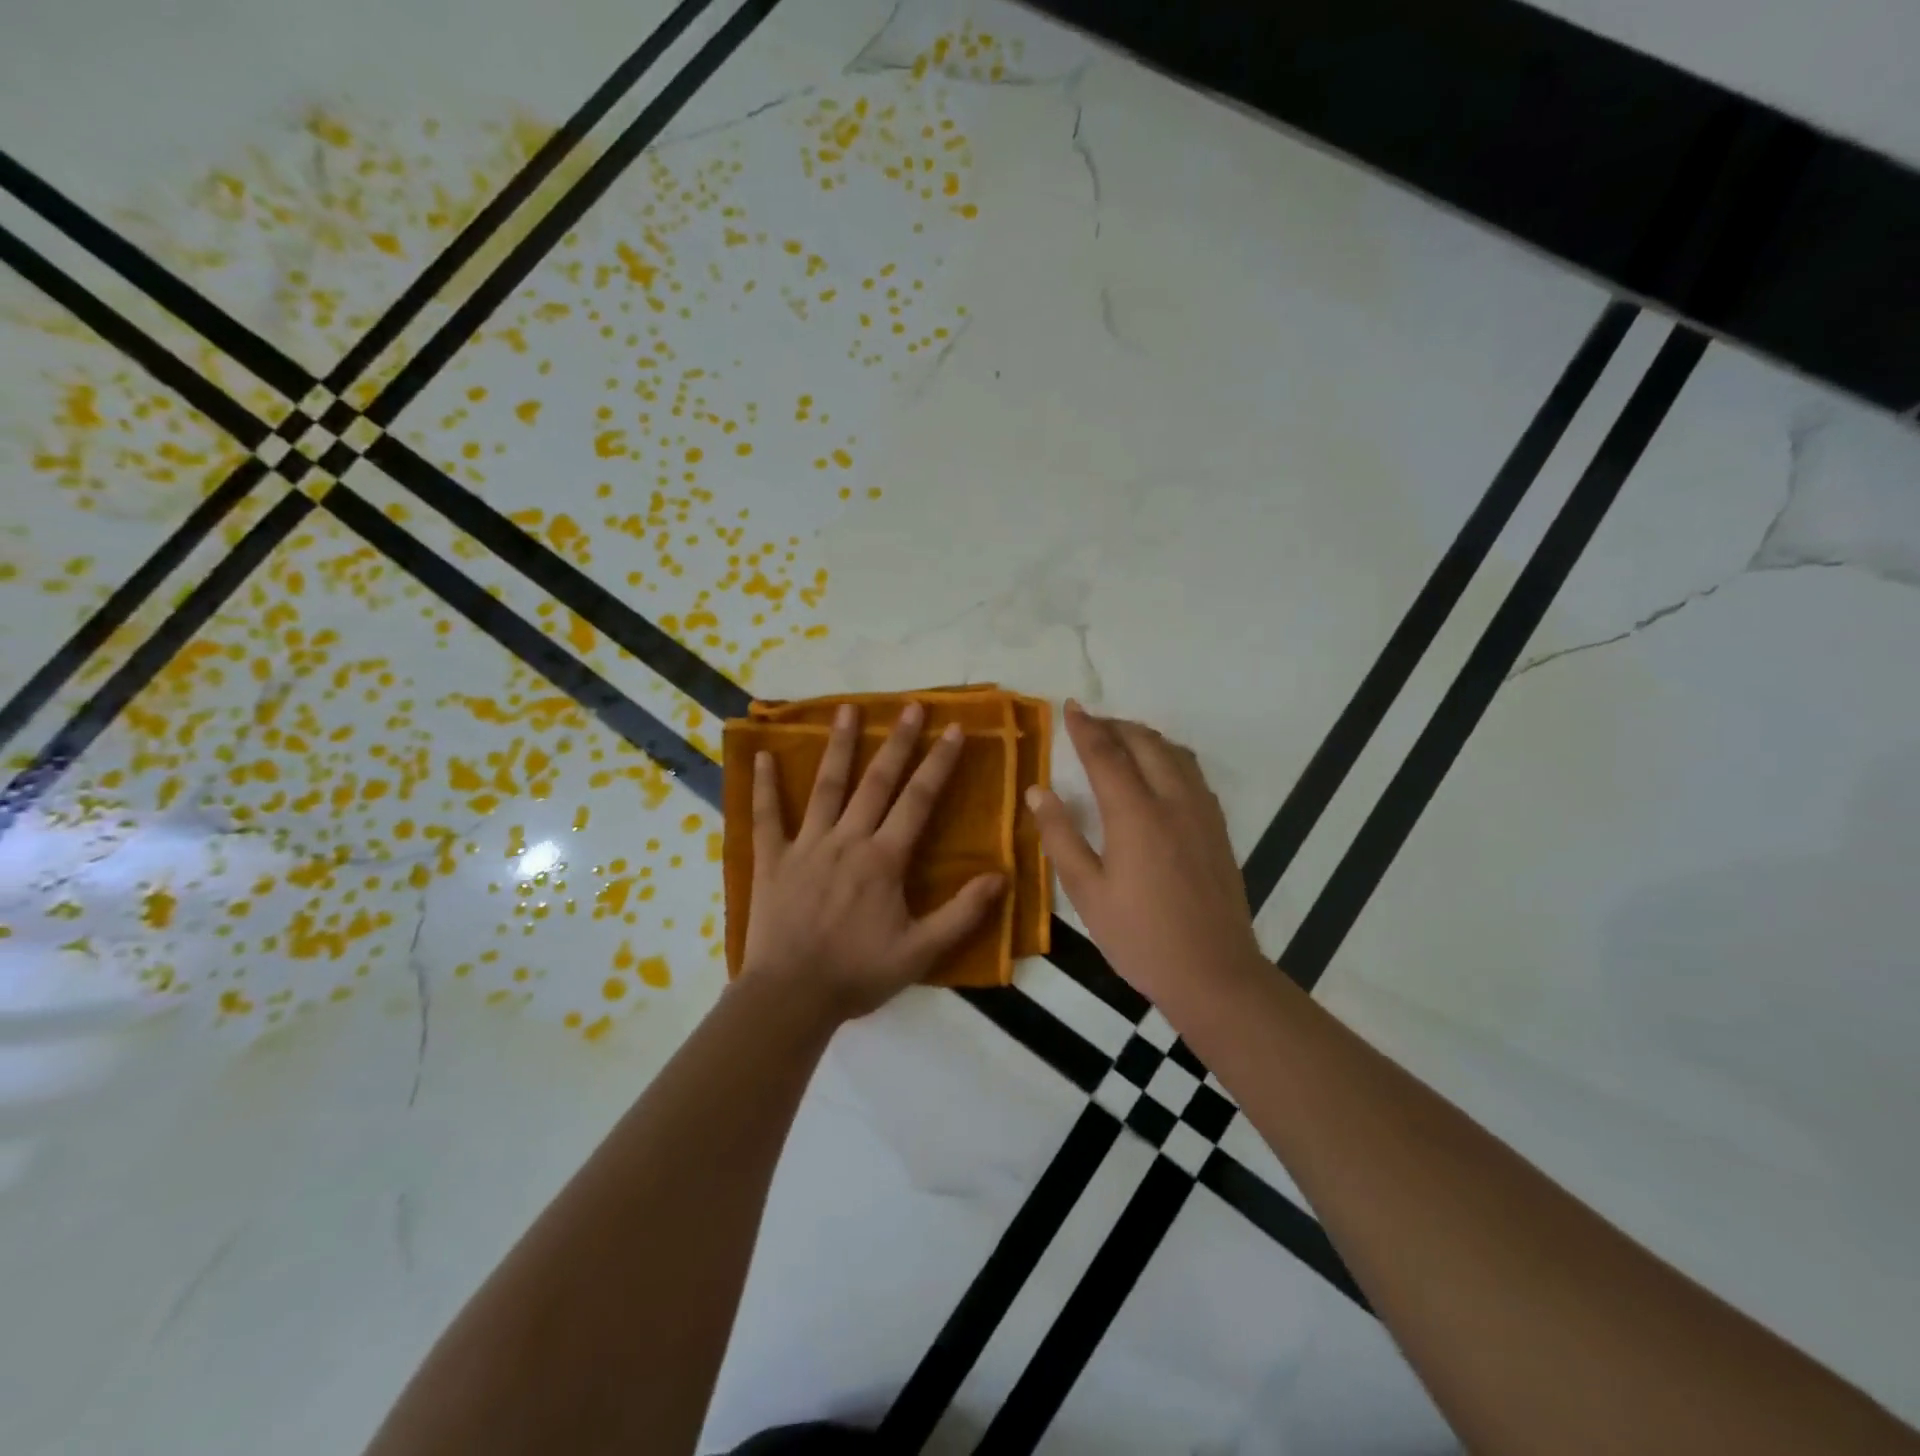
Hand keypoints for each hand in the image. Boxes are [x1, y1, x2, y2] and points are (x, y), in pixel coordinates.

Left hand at [740, 701, 1006, 1019]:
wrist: (791, 997)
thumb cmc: (858, 973)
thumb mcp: (921, 952)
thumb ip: (962, 913)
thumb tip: (1001, 877)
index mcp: (884, 859)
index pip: (918, 800)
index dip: (939, 763)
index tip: (954, 730)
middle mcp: (848, 840)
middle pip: (877, 781)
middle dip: (897, 741)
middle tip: (911, 706)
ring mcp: (806, 845)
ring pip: (826, 786)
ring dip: (839, 746)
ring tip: (847, 709)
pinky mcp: (771, 860)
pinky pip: (766, 817)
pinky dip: (764, 786)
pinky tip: (761, 755)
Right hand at [1028, 701, 1260, 1012]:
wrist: (1215, 973)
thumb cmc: (1140, 937)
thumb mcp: (1087, 892)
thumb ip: (1060, 836)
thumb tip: (1038, 791)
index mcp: (1135, 813)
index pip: (1105, 754)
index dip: (1084, 727)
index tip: (1069, 706)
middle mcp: (1173, 800)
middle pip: (1143, 742)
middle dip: (1114, 725)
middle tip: (1089, 723)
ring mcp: (1202, 811)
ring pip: (1173, 752)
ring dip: (1143, 737)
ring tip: (1119, 740)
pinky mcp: (1218, 827)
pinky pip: (1192, 771)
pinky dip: (1168, 756)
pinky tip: (1157, 772)